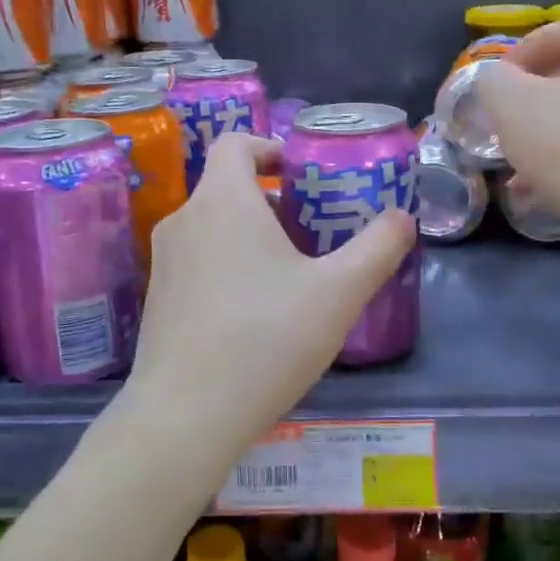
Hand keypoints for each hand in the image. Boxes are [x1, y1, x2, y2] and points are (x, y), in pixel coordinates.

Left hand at [128, 132, 414, 446]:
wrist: (185, 416)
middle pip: (228, 187)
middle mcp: (184, 220)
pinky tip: (257, 315)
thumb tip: (402, 219)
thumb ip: (378, 248)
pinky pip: (198, 261)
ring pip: (213, 227)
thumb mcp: (339, 293)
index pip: (236, 143)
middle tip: (315, 233)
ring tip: (292, 276)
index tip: (304, 177)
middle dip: (273, 201)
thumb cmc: (265, 339)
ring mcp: (164, 261)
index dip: (271, 148)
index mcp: (222, 201)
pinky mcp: (157, 299)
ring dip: (252, 235)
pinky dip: (228, 266)